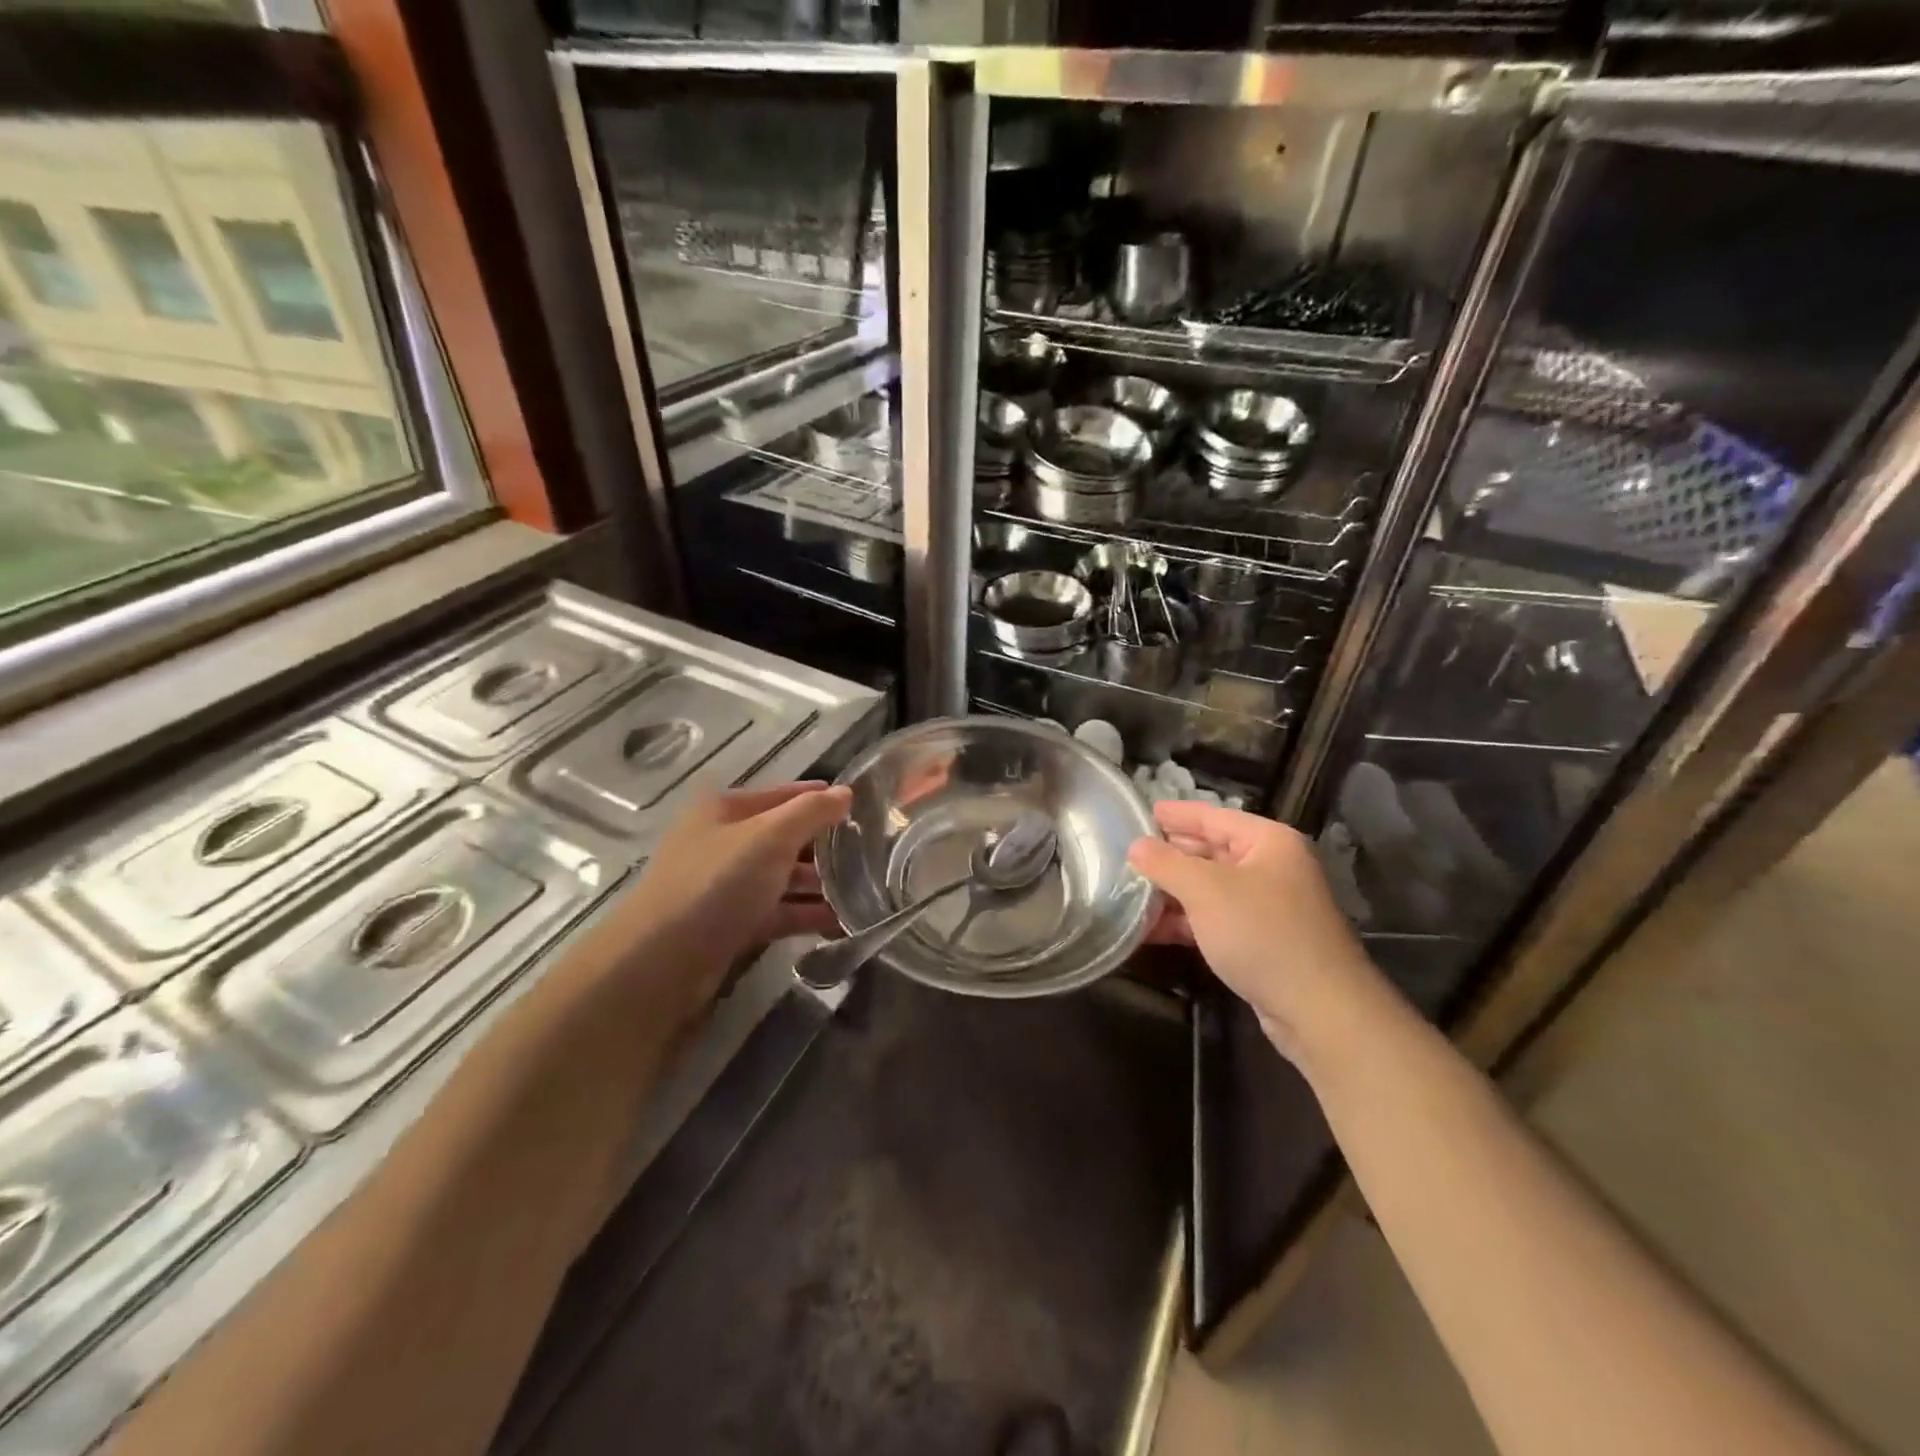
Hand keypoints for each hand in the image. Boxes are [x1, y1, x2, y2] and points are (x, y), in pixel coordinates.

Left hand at [614, 782, 851, 1010]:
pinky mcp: (731, 925)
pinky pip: (778, 912)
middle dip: (825, 846)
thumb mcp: (770, 837)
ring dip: (820, 884)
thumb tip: (846, 792)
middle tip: (873, 854)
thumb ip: (811, 812)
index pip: (782, 794)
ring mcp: (726, 886)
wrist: (661, 962)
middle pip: (784, 837)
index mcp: (723, 809)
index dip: (820, 798)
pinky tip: (843, 922)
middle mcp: (723, 842)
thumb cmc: (717, 882)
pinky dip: (806, 915)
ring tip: (867, 890)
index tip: (862, 807)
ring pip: (783, 877)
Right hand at [1128, 801, 1395, 1067]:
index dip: (1175, 814)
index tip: (1140, 812)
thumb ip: (1166, 863)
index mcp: (1267, 842)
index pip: (1212, 816)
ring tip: (1129, 894)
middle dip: (1169, 856)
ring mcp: (1268, 906)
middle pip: (1210, 851)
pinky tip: (1151, 930)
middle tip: (1127, 854)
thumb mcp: (1205, 890)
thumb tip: (1136, 846)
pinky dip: (1185, 921)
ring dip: (1172, 892)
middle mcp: (1271, 867)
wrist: (1319, 1009)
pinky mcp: (1262, 940)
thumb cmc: (1262, 933)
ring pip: (1210, 888)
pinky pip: (1215, 919)